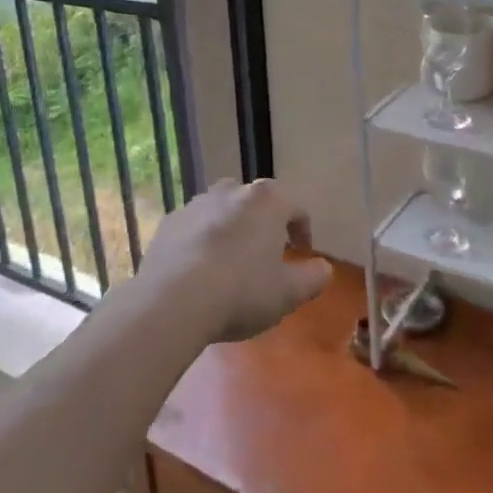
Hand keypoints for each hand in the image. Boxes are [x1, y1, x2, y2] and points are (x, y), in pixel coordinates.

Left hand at [139, 179, 331, 342]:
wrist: (173, 300)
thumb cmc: (242, 292)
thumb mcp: (288, 293)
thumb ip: (313, 278)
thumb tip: (324, 268)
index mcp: (266, 201)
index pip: (295, 207)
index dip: (303, 229)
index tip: (303, 252)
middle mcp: (231, 191)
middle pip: (255, 201)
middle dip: (263, 223)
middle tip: (266, 253)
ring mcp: (196, 204)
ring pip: (221, 209)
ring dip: (230, 228)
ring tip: (230, 260)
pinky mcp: (169, 222)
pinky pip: (193, 226)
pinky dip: (200, 240)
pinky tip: (198, 269)